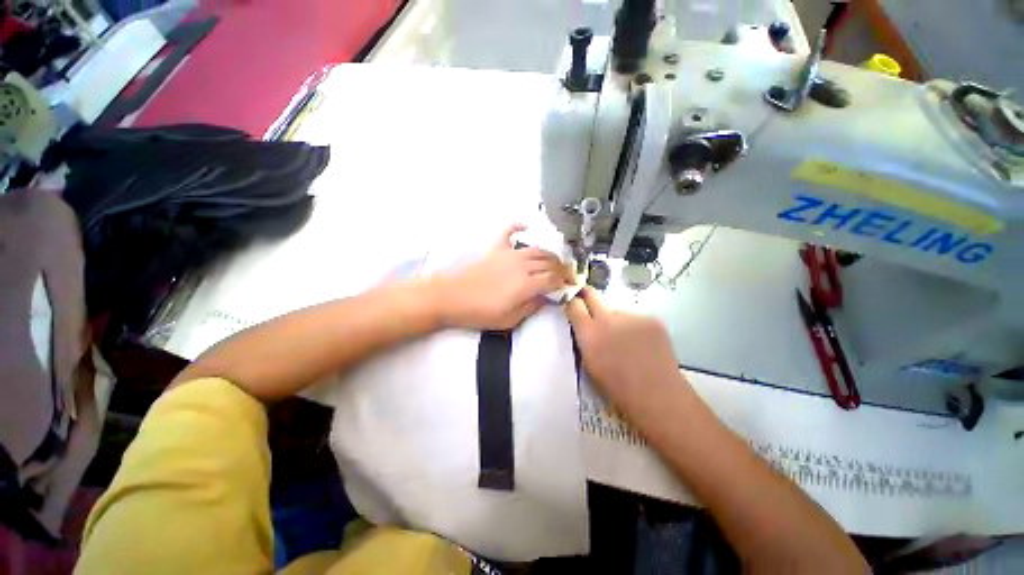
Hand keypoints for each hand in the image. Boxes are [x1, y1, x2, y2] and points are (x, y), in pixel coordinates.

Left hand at [432, 225, 572, 330]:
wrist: (451, 297)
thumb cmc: (480, 313)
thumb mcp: (510, 319)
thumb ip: (532, 307)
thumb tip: (547, 299)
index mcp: (527, 284)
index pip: (554, 279)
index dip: (565, 283)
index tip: (570, 287)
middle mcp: (522, 265)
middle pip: (550, 263)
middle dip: (562, 269)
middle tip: (566, 276)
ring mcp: (509, 255)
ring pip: (537, 249)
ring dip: (549, 255)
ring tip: (554, 262)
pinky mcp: (496, 250)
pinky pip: (509, 232)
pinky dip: (518, 227)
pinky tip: (526, 226)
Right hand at [566, 287, 687, 414]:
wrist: (657, 396)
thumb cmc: (617, 388)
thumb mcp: (589, 364)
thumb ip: (584, 339)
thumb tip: (582, 325)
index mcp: (589, 334)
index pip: (574, 304)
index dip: (572, 303)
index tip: (572, 304)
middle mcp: (608, 319)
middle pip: (592, 294)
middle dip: (587, 296)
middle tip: (588, 302)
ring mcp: (632, 316)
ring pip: (616, 311)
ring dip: (616, 320)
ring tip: (626, 341)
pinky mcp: (652, 318)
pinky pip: (635, 318)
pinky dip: (635, 327)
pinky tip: (642, 344)